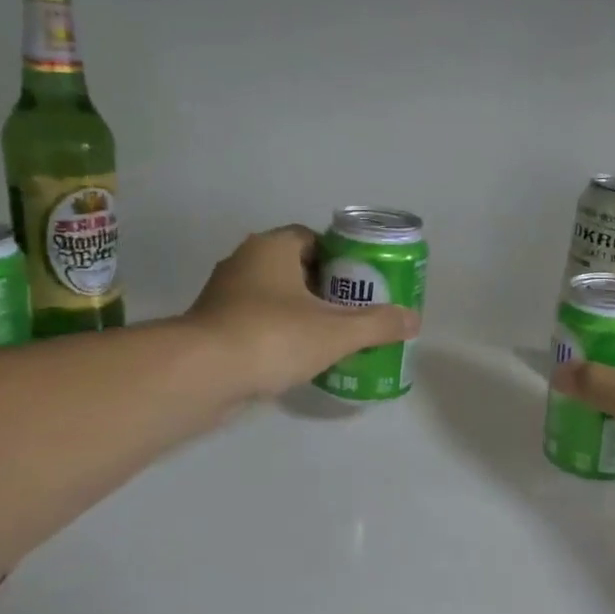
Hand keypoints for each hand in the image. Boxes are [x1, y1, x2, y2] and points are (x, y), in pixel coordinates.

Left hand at [187, 225, 418, 399]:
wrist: (201, 375)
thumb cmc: (273, 337)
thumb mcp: (336, 332)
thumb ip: (378, 324)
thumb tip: (413, 319)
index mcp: (271, 248)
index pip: (313, 238)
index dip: (341, 257)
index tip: (362, 282)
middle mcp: (244, 263)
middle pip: (296, 267)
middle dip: (326, 288)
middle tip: (354, 312)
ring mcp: (224, 296)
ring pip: (275, 297)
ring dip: (302, 312)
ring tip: (332, 337)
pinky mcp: (213, 328)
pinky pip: (257, 322)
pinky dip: (279, 334)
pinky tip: (299, 358)